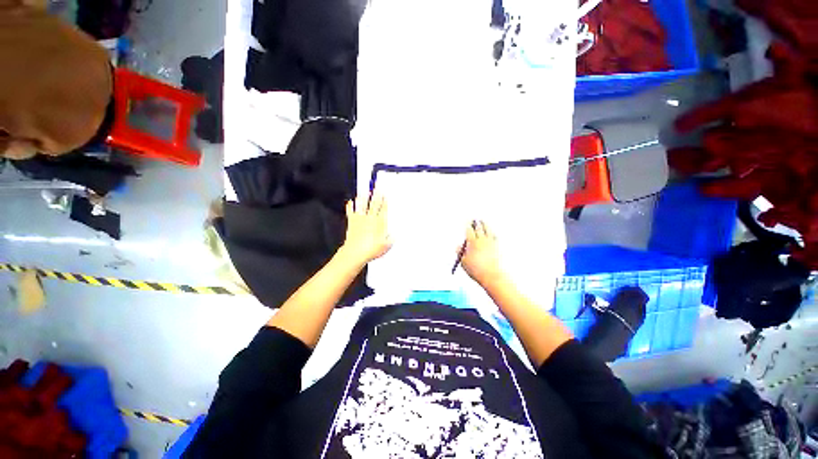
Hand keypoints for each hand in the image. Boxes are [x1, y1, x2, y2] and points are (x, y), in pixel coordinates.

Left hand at [339, 193, 392, 265]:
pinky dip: (350, 206)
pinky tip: (350, 202)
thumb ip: (391, 238)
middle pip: (374, 204)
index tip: (385, 193)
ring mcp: (360, 219)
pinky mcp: (352, 222)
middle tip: (377, 186)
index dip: (385, 201)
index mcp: (379, 223)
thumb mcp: (386, 246)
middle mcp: (370, 219)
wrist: (355, 253)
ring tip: (365, 190)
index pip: (383, 209)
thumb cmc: (371, 250)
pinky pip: (351, 212)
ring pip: (362, 205)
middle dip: (376, 194)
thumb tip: (395, 235)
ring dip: (364, 197)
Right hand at [461, 220, 505, 287]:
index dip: (468, 226)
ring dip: (485, 225)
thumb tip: (459, 246)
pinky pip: (495, 236)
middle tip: (475, 219)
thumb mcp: (464, 262)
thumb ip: (460, 253)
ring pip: (488, 230)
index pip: (469, 230)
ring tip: (483, 221)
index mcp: (473, 243)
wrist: (492, 276)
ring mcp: (491, 243)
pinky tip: (491, 232)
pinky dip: (493, 233)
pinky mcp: (498, 247)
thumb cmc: (476, 270)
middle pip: (479, 228)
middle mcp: (482, 240)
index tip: (467, 223)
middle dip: (476, 223)